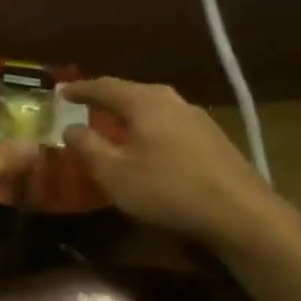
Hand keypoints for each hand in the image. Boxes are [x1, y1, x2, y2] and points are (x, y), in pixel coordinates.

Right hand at [61, 77, 286, 248]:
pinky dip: (147, 126)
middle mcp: (172, 101)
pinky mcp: (211, 138)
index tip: (59, 92)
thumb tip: (69, 128)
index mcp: (145, 102)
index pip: (104, 86)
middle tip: (82, 105)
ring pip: (152, 107)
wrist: (240, 214)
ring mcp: (197, 118)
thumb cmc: (166, 188)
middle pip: (131, 92)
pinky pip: (167, 122)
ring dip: (127, 114)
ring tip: (109, 124)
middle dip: (104, 98)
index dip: (79, 89)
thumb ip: (87, 146)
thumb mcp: (113, 172)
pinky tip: (143, 143)